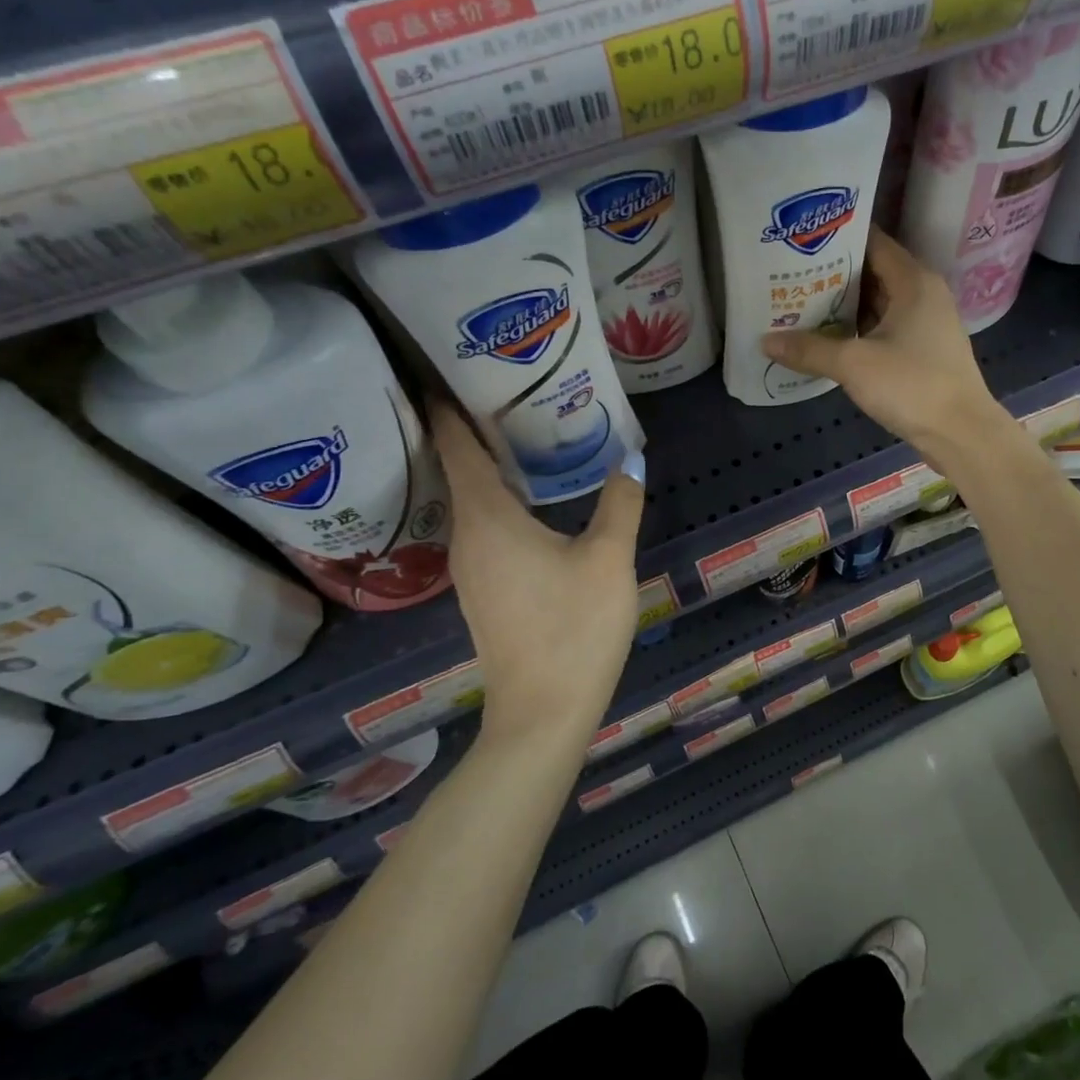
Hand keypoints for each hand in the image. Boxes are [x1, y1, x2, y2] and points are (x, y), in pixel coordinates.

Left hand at [429, 401, 644, 745]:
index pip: (457, 445)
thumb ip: (619, 503)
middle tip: (507, 387)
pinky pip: (483, 526)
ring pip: (471, 499)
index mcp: (487, 519)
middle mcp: (466, 537)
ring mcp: (470, 567)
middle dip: (475, 426)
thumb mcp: (608, 559)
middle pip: (459, 468)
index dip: (448, 404)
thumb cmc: (574, 628)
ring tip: (523, 430)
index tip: (450, 365)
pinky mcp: (483, 589)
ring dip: (489, 465)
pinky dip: (498, 498)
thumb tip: (630, 458)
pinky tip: (532, 495)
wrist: (543, 713)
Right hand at [760, 231, 1013, 472]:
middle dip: (833, 275)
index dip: (838, 239)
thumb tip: (766, 341)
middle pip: (873, 273)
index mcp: (914, 281)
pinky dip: (858, 330)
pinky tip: (827, 339)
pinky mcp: (923, 351)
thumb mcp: (854, 364)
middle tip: (790, 274)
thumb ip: (810, 349)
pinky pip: (884, 329)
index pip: (873, 242)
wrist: (961, 433)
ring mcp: (926, 324)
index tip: (802, 240)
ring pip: (878, 304)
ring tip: (799, 304)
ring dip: (843, 306)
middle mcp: (923, 294)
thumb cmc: (912, 385)